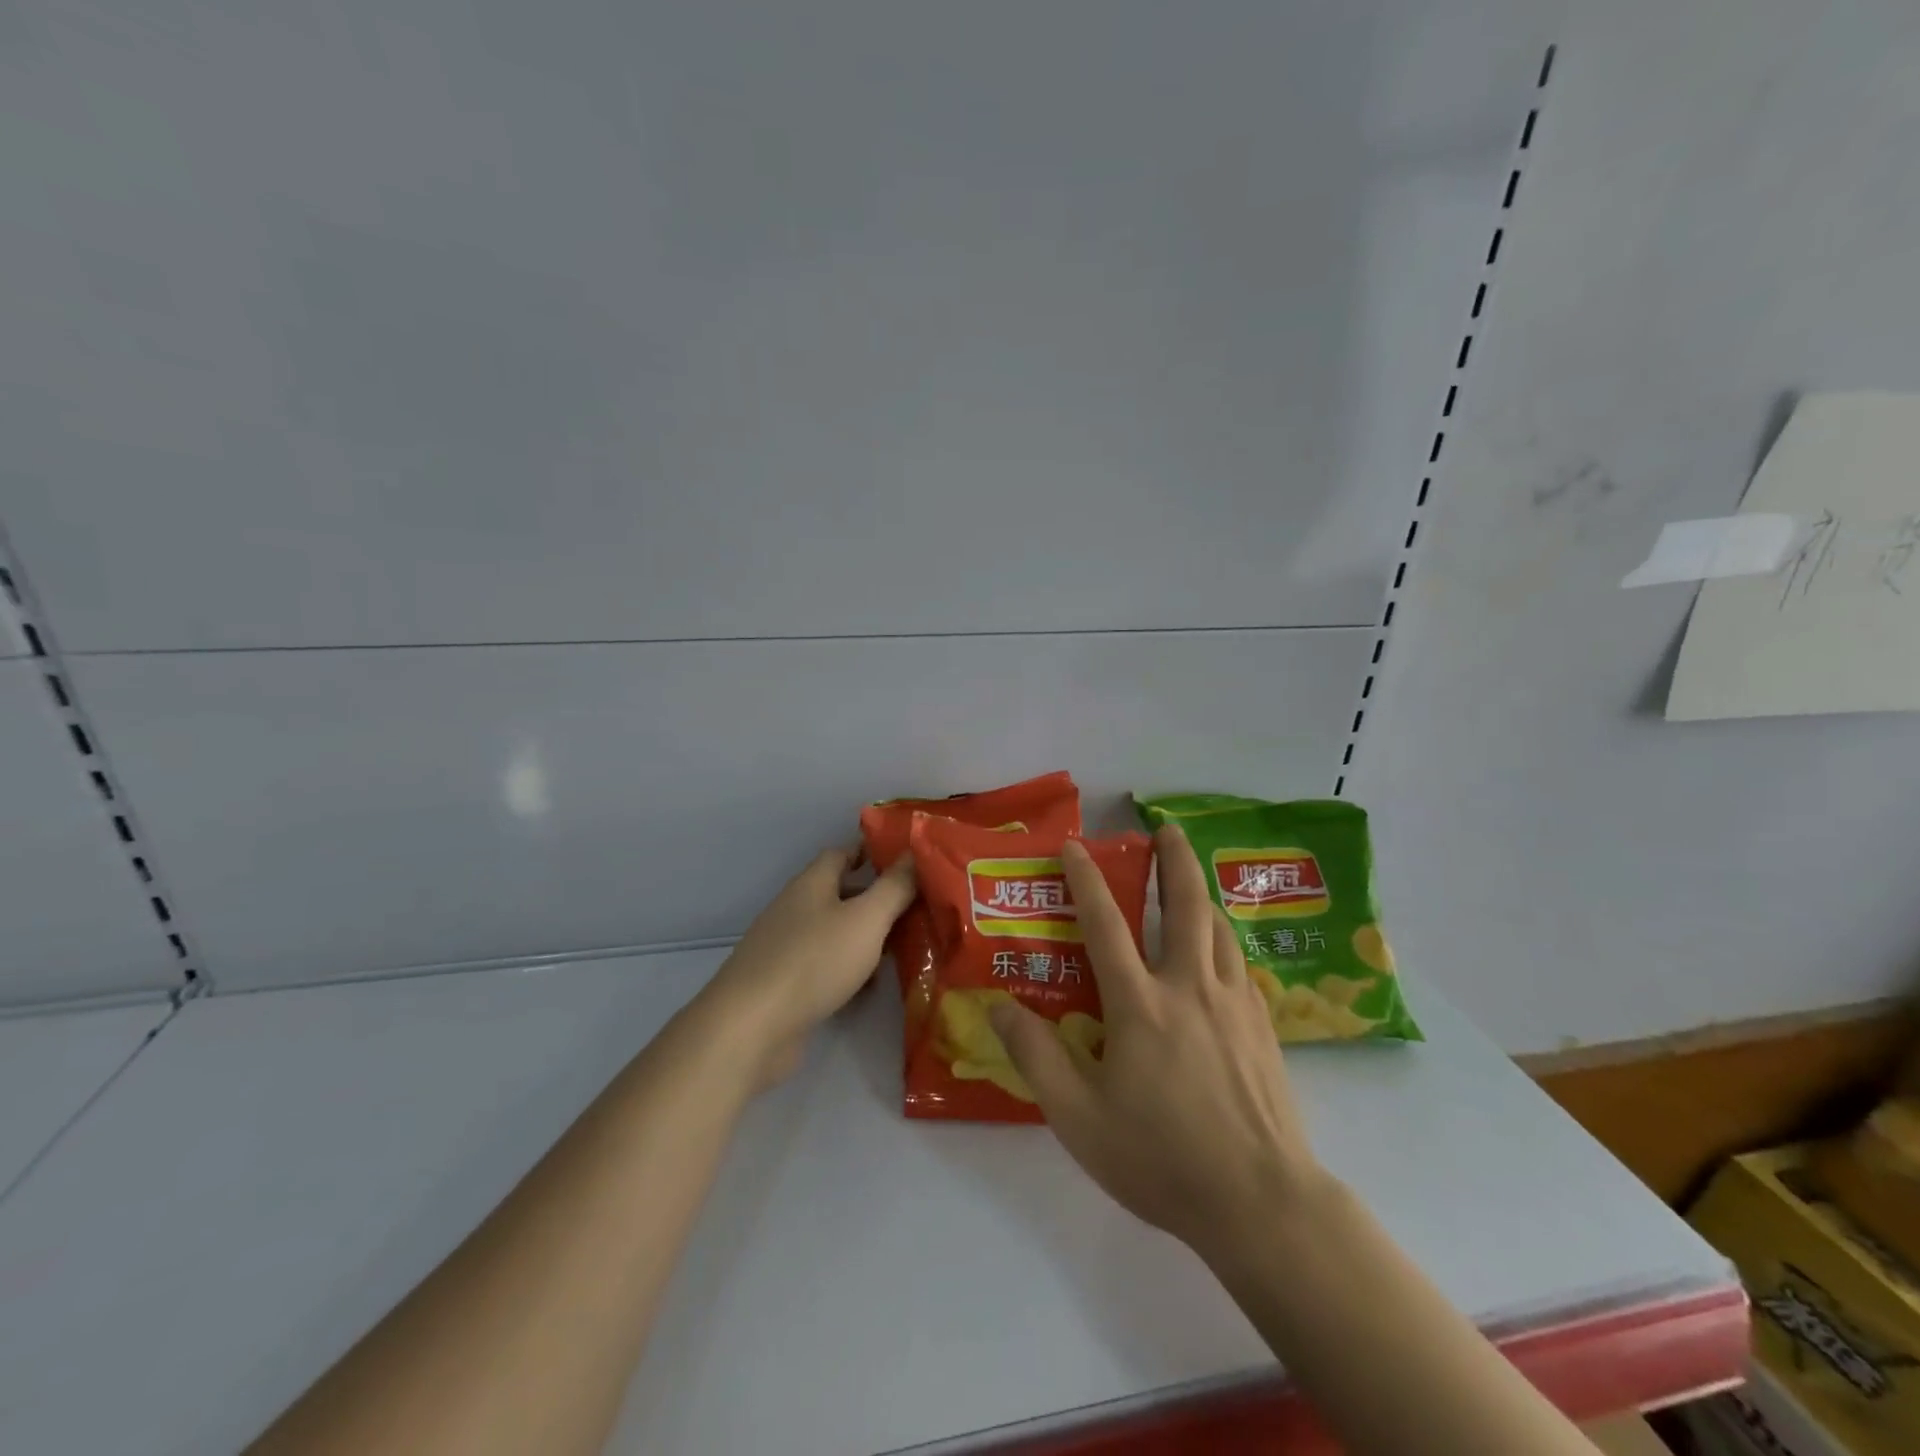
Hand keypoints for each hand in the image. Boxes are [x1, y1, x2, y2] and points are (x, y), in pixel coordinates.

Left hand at [696, 847, 916, 1088]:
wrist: (751, 1027)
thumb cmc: (814, 961)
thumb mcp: (866, 919)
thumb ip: (894, 887)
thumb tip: (914, 852)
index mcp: (811, 884)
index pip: (841, 853)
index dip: (871, 853)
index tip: (905, 860)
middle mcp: (795, 909)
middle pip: (840, 893)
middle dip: (875, 898)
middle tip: (916, 907)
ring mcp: (786, 948)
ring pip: (834, 932)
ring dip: (865, 937)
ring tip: (903, 947)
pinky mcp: (784, 984)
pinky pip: (824, 966)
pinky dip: (848, 970)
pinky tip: (869, 987)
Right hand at [989, 825, 1326, 1263]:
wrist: (1261, 1202)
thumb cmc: (1161, 1160)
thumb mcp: (1079, 1118)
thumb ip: (1036, 1058)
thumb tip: (997, 1007)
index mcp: (1140, 1005)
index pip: (1105, 925)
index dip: (1085, 880)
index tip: (1074, 846)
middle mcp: (1188, 988)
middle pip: (1184, 906)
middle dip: (1174, 859)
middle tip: (1167, 826)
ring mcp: (1232, 1004)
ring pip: (1217, 928)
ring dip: (1201, 892)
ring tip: (1191, 874)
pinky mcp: (1262, 1026)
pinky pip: (1237, 964)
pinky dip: (1222, 939)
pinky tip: (1218, 949)